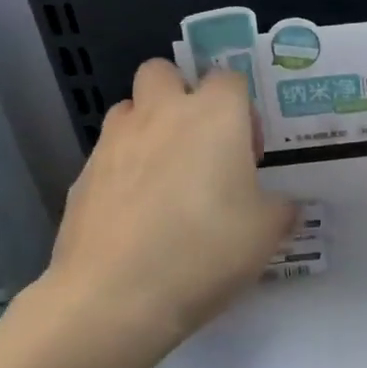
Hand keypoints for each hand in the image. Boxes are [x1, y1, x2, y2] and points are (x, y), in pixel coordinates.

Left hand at [19, 60, 294, 367]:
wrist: (116, 295)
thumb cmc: (206, 250)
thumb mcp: (266, 234)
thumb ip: (280, 209)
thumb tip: (283, 205)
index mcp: (214, 116)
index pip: (229, 78)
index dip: (243, 109)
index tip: (249, 152)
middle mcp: (161, 115)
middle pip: (163, 71)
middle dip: (181, 93)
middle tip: (199, 143)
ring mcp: (114, 143)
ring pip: (129, 109)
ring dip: (148, 127)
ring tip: (165, 176)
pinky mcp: (83, 176)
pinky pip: (108, 155)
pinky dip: (123, 170)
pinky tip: (136, 215)